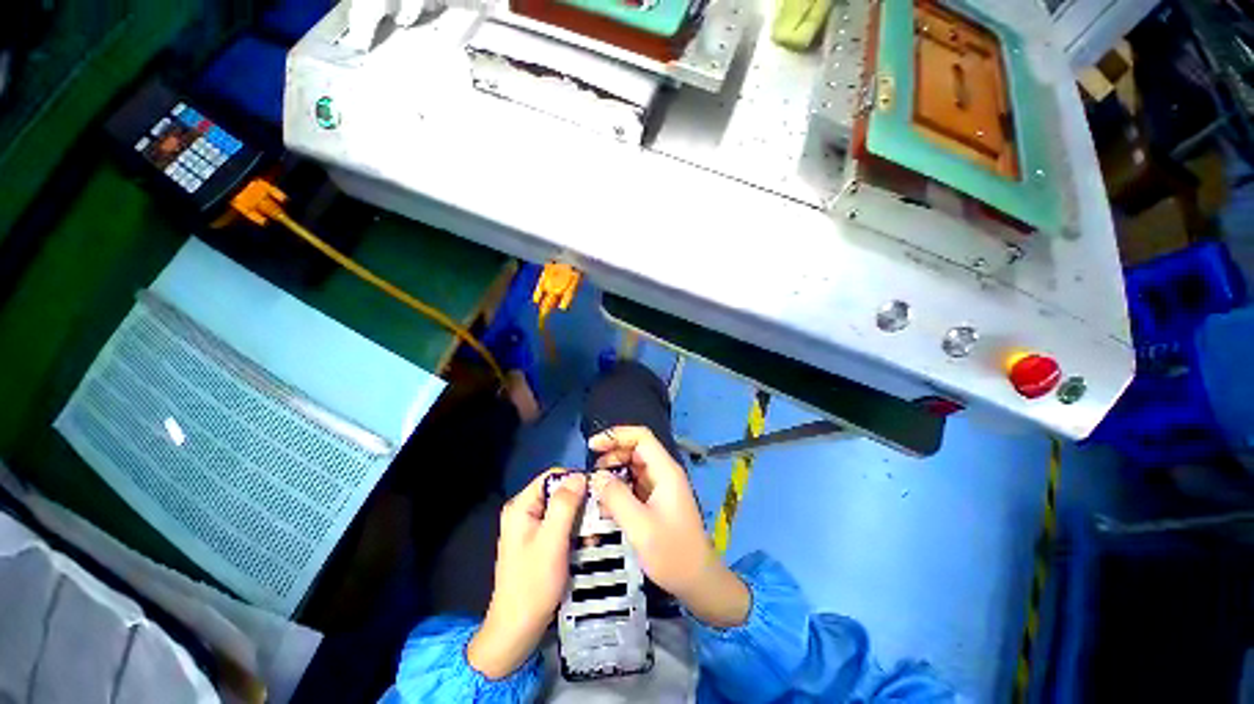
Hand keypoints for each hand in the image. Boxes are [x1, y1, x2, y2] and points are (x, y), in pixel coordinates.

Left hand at [468, 470, 585, 678]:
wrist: (517, 630)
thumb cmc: (533, 584)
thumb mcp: (552, 540)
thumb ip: (565, 505)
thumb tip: (580, 475)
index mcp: (521, 506)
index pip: (552, 477)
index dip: (575, 479)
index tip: (597, 492)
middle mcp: (524, 511)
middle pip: (558, 492)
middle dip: (581, 503)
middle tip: (599, 518)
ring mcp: (531, 527)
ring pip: (563, 509)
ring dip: (581, 519)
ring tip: (594, 536)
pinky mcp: (539, 541)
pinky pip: (561, 525)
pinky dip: (575, 531)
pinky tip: (586, 545)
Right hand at [588, 426, 749, 627]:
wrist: (698, 582)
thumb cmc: (672, 554)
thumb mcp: (640, 526)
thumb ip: (616, 497)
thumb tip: (596, 476)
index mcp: (665, 471)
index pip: (641, 437)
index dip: (616, 435)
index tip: (593, 446)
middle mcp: (664, 473)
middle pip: (636, 449)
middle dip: (612, 455)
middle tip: (592, 472)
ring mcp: (661, 487)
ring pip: (633, 467)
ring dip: (614, 472)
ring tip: (595, 488)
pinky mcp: (657, 501)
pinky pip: (634, 484)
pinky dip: (619, 488)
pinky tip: (606, 503)